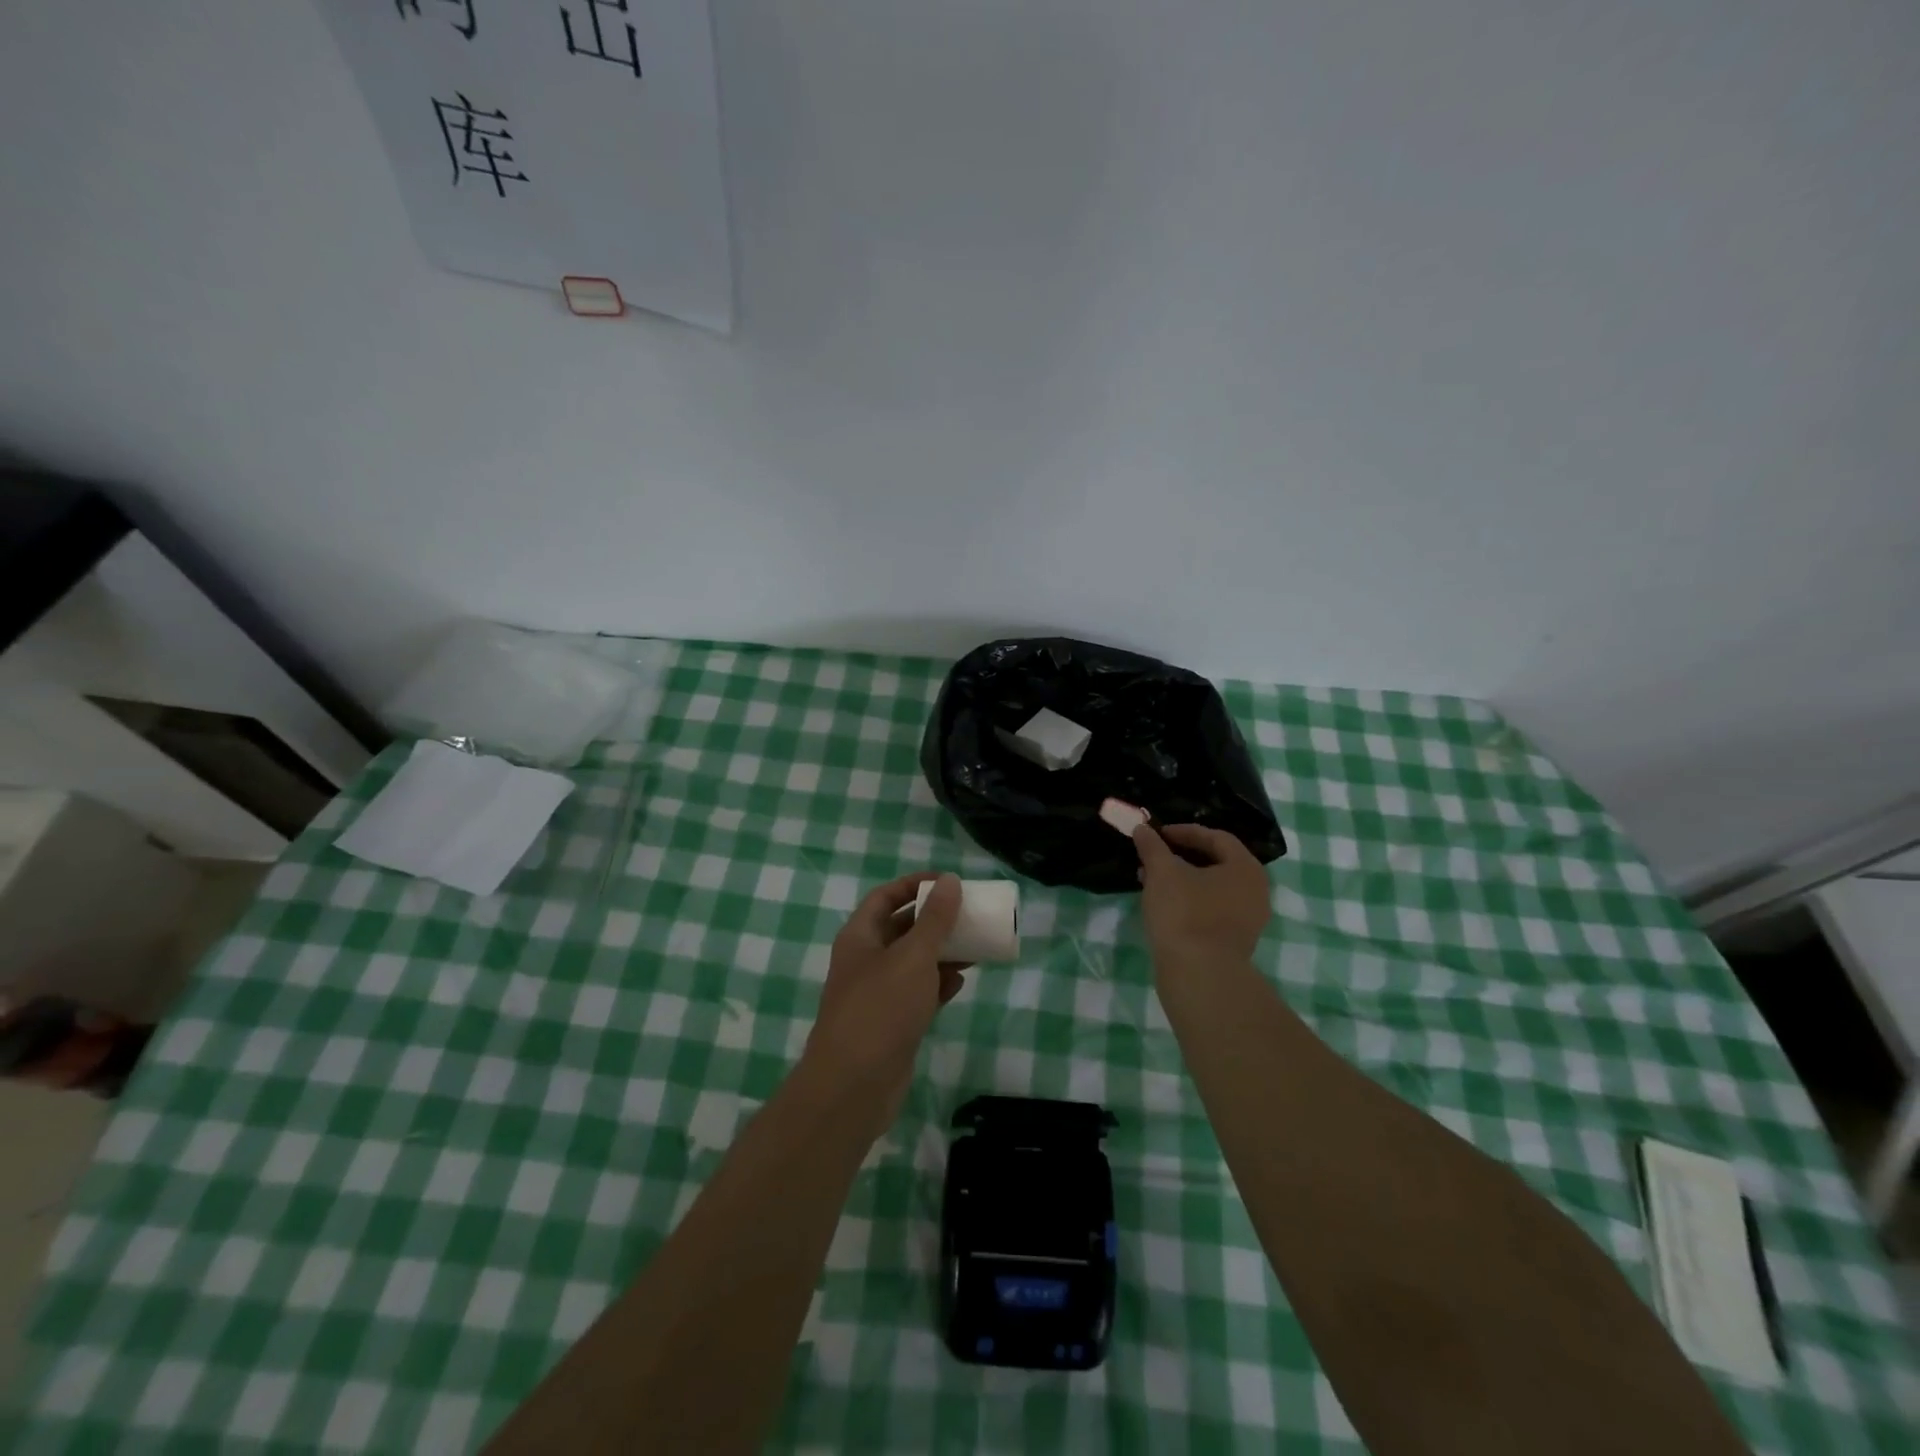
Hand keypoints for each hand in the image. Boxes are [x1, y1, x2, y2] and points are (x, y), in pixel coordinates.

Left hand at [802, 873, 967, 1133]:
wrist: (854, 1086)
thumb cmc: (881, 1008)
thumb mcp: (913, 956)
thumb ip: (935, 919)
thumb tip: (949, 881)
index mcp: (860, 936)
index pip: (886, 896)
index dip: (914, 884)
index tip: (948, 882)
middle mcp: (865, 960)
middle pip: (901, 928)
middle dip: (934, 920)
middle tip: (968, 914)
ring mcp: (877, 994)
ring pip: (912, 963)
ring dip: (941, 953)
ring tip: (974, 947)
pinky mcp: (891, 1024)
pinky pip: (917, 994)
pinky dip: (937, 986)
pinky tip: (960, 984)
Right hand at [1132, 824, 1271, 968]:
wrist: (1200, 975)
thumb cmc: (1185, 913)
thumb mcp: (1162, 872)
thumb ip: (1152, 846)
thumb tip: (1142, 829)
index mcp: (1245, 868)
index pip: (1216, 837)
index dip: (1185, 831)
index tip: (1158, 834)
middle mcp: (1255, 891)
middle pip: (1216, 862)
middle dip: (1181, 856)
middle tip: (1154, 855)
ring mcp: (1248, 919)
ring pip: (1211, 888)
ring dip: (1181, 879)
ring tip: (1151, 879)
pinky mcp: (1234, 941)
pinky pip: (1211, 909)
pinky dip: (1188, 900)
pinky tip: (1162, 904)